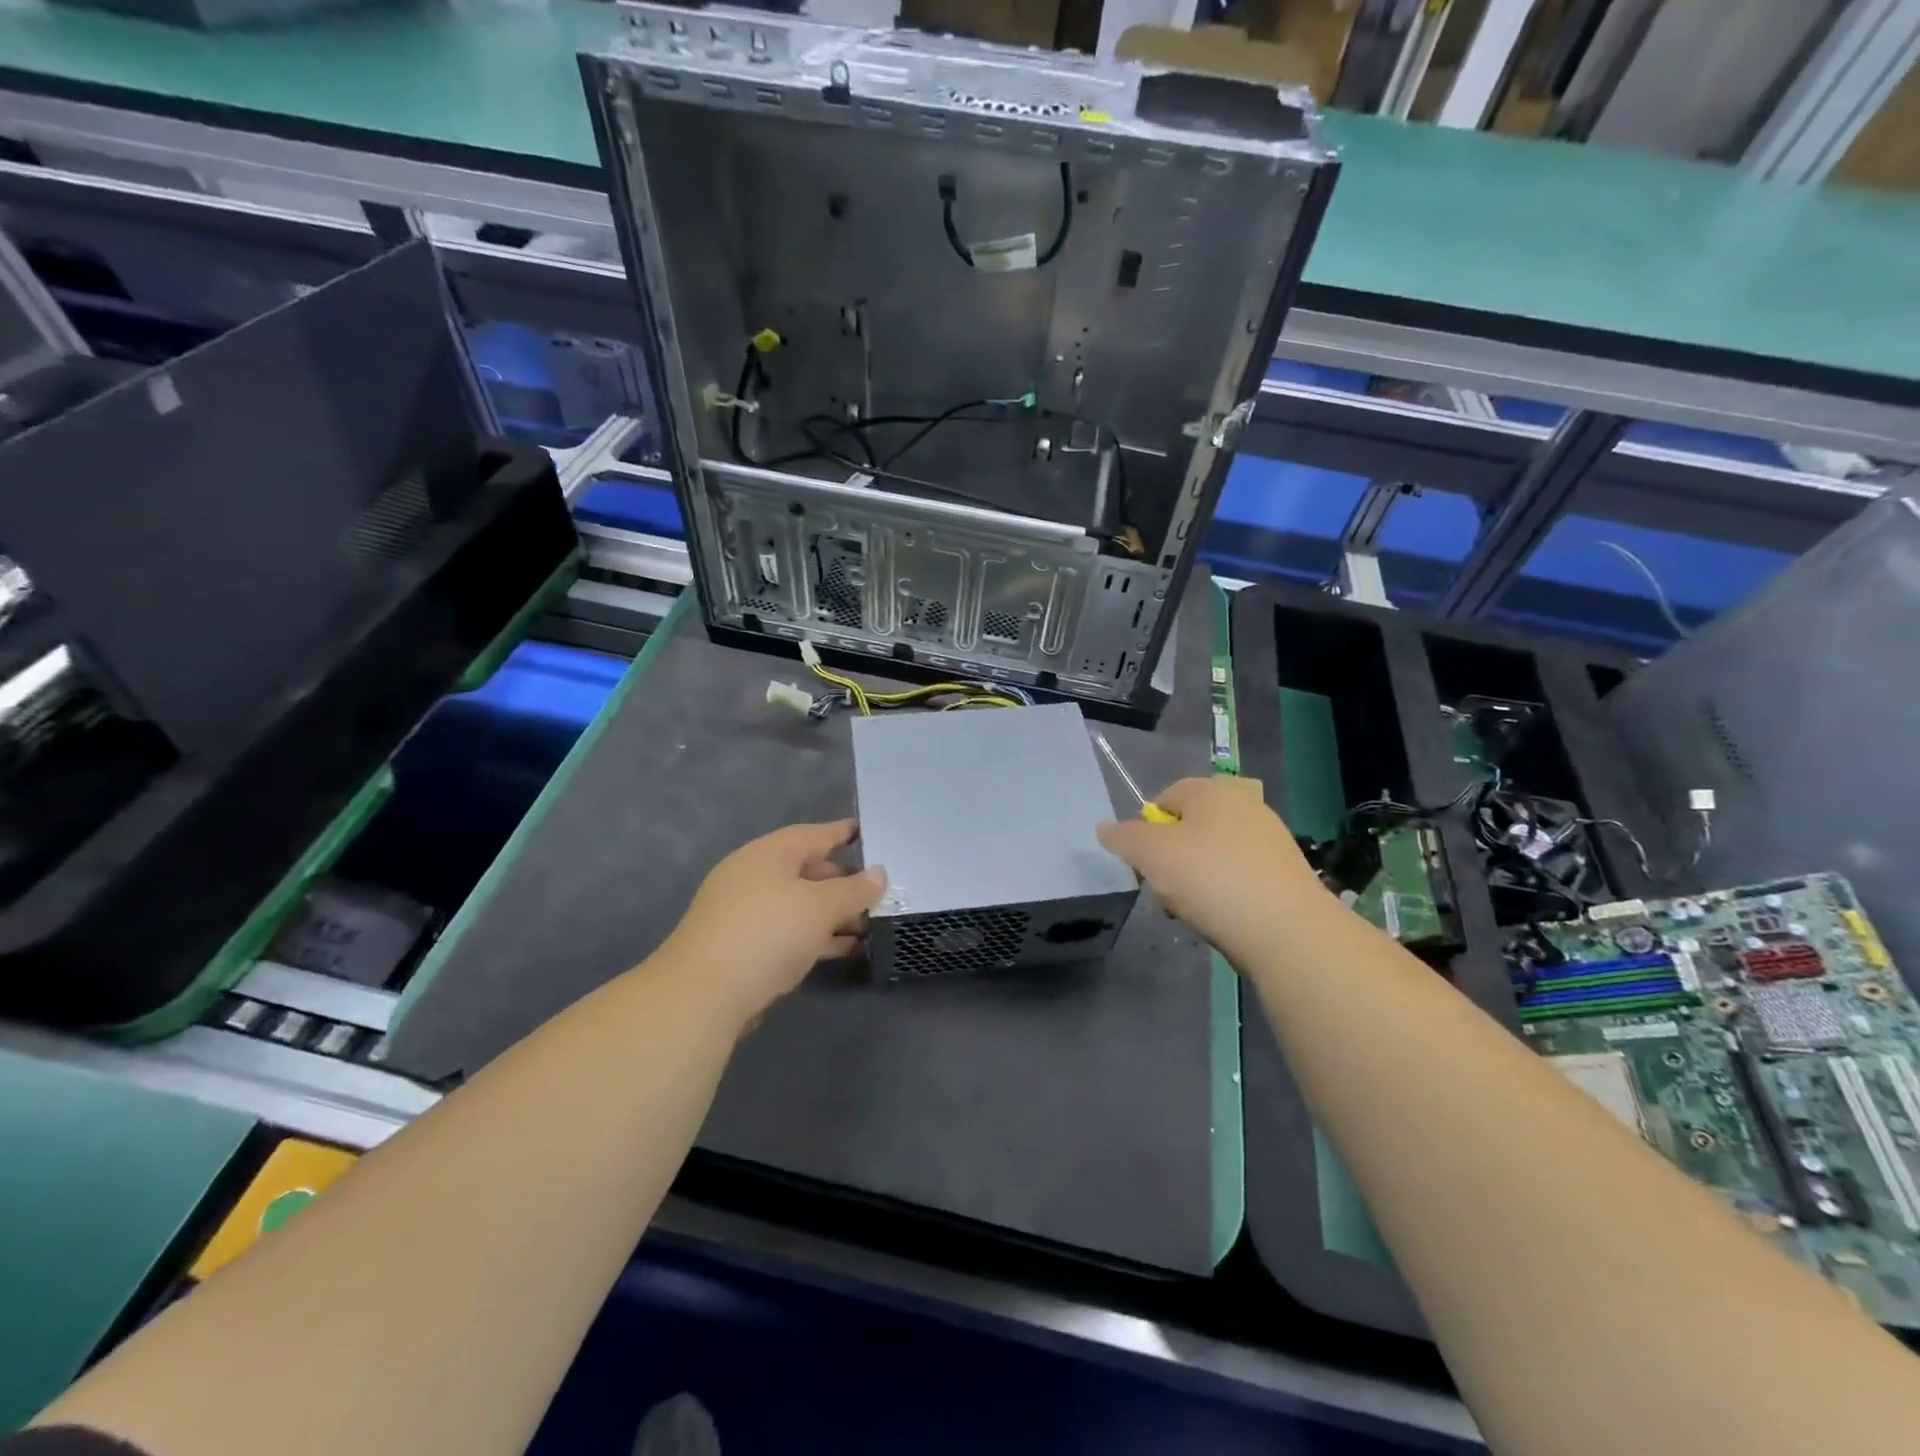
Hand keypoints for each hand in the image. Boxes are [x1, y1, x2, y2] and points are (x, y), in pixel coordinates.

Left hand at [659, 820, 885, 1022]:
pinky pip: (787, 931)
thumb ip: (854, 890)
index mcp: (769, 854)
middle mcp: (753, 876)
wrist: (702, 995)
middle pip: (806, 869)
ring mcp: (744, 912)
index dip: (843, 833)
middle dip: (842, 881)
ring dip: (832, 914)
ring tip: (868, 924)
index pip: (814, 834)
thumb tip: (878, 873)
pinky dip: (815, 935)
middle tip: (876, 891)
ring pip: (798, 904)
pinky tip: (841, 949)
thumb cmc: (767, 934)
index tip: (867, 832)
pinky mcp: (741, 946)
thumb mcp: (821, 908)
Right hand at [1097, 776, 1322, 970]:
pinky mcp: (1285, 875)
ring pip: (1211, 856)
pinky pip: (1238, 878)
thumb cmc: (1211, 879)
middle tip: (1163, 891)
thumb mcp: (1151, 855)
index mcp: (1212, 790)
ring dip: (1193, 882)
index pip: (1164, 798)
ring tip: (1192, 912)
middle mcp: (1244, 805)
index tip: (1142, 865)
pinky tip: (1221, 920)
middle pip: (1187, 829)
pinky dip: (1223, 895)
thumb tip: (1105, 827)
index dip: (1144, 830)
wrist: (1288, 932)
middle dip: (1168, 860)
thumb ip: (1123, 837)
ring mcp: (1270, 840)